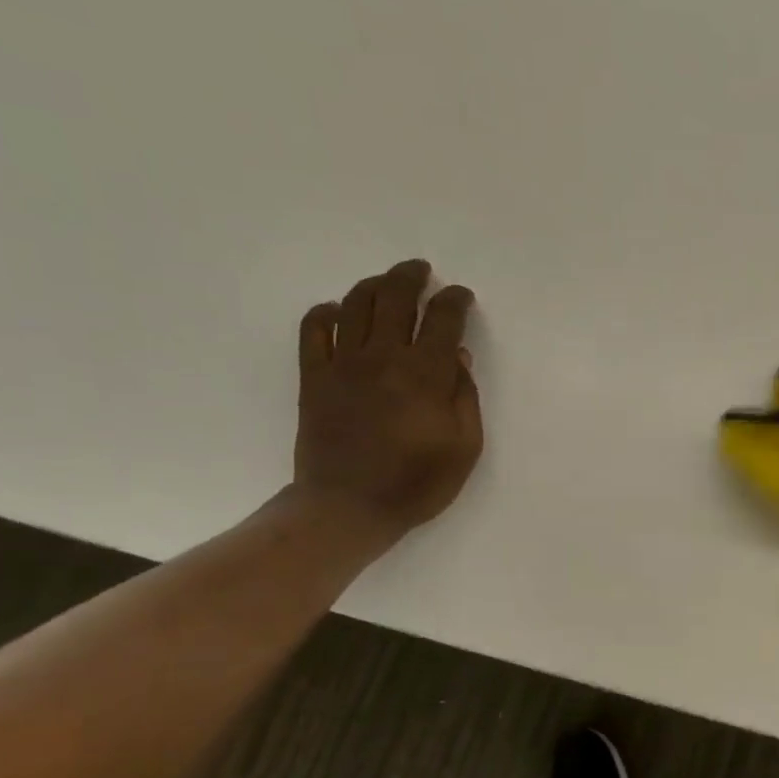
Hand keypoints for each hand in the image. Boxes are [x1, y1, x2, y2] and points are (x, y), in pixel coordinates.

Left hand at [292, 259, 482, 539]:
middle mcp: (383, 357)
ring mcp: (342, 364)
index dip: (454, 301)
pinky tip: (336, 311)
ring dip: (374, 285)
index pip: (442, 319)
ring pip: (355, 304)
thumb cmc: (417, 482)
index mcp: (424, 374)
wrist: (349, 507)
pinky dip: (325, 312)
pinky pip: (313, 330)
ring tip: (386, 283)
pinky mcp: (314, 377)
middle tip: (422, 270)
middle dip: (411, 277)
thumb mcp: (464, 446)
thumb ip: (465, 396)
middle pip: (394, 298)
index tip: (461, 296)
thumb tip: (457, 357)